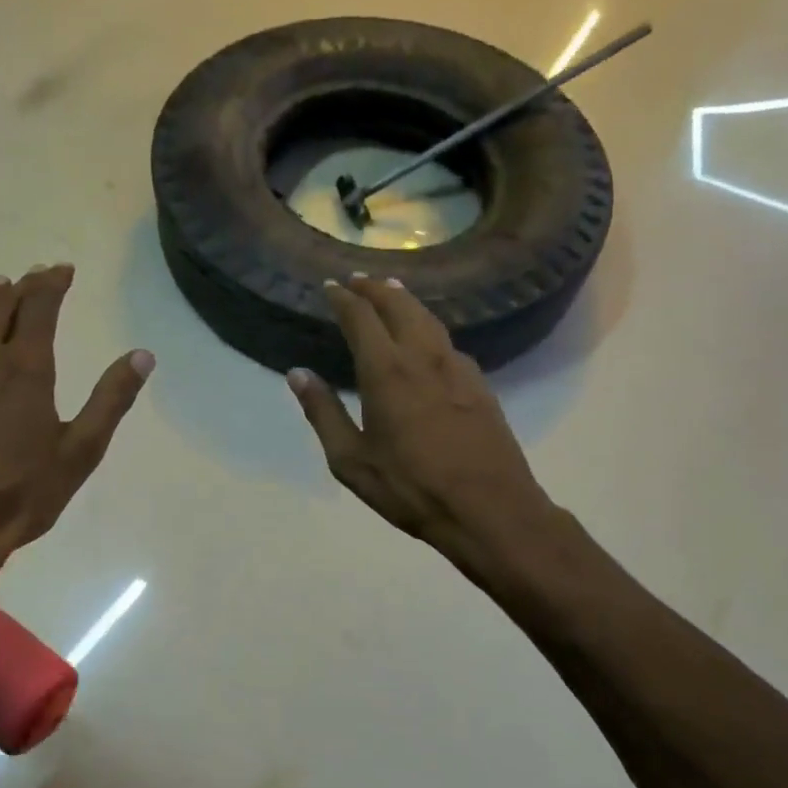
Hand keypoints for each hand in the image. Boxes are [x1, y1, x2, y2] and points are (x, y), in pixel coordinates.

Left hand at [0, 264, 152, 595]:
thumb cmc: (23, 492)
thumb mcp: (81, 450)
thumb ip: (112, 399)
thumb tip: (143, 355)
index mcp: (25, 369)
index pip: (39, 308)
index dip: (52, 284)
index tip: (63, 269)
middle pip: (0, 307)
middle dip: (23, 286)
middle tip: (37, 275)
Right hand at [288, 275, 555, 562]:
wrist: (489, 508)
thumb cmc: (411, 488)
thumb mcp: (352, 460)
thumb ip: (323, 413)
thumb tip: (297, 373)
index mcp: (386, 372)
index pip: (361, 318)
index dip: (343, 299)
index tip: (330, 286)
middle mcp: (423, 357)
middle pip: (399, 306)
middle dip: (376, 289)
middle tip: (359, 279)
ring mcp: (457, 368)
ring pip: (429, 319)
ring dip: (406, 301)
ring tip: (393, 292)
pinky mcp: (480, 384)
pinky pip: (449, 342)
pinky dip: (430, 327)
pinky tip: (429, 339)